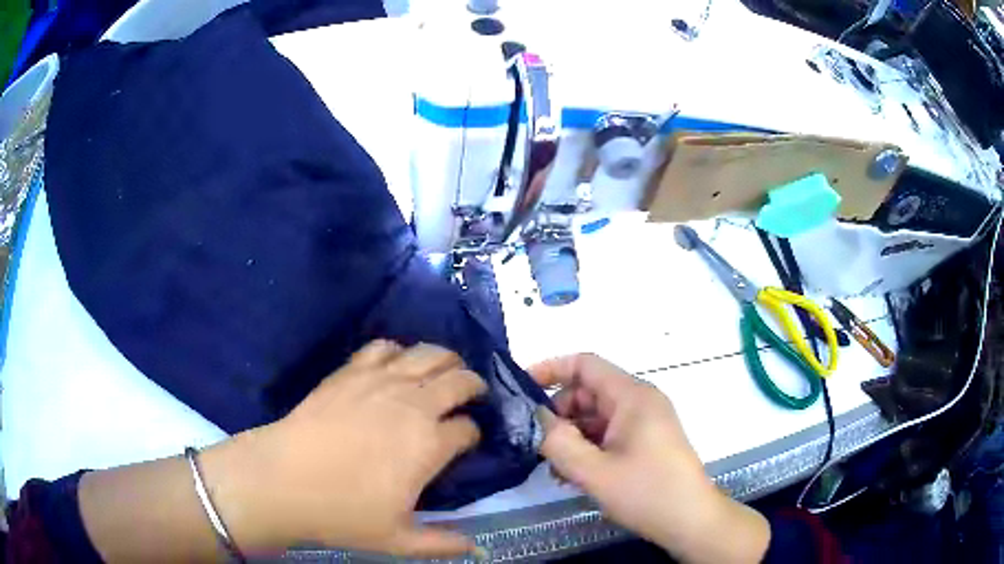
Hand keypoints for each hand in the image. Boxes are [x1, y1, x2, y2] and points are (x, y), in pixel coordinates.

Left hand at [201, 341, 486, 557]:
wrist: (282, 480)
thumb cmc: (342, 513)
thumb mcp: (397, 539)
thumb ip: (442, 544)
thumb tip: (476, 550)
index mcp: (428, 444)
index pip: (468, 429)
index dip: (473, 435)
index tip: (468, 442)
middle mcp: (412, 404)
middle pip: (458, 380)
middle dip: (473, 386)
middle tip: (473, 394)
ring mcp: (380, 382)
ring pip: (428, 354)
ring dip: (446, 360)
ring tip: (446, 370)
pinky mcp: (350, 371)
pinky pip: (384, 347)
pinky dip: (399, 351)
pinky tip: (397, 364)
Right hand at [531, 354, 768, 563]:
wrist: (690, 520)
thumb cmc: (646, 492)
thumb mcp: (593, 471)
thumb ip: (557, 441)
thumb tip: (533, 418)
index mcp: (632, 396)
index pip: (585, 364)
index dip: (550, 370)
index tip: (520, 389)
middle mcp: (639, 401)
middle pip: (588, 392)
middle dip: (558, 414)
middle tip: (537, 444)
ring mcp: (644, 421)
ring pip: (596, 416)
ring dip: (571, 436)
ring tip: (555, 468)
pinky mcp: (646, 440)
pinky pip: (608, 433)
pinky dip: (588, 447)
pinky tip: (573, 474)